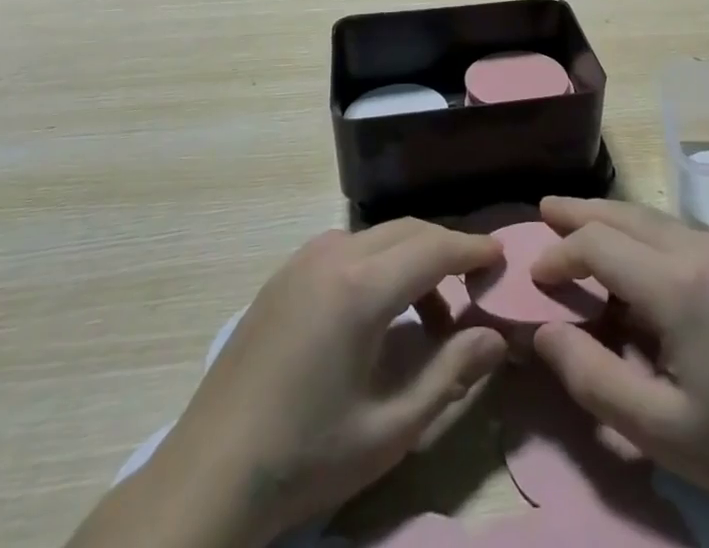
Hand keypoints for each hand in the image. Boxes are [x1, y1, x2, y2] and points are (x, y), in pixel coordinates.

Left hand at [73, 221, 506, 547]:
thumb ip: (450, 374)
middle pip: (408, 231)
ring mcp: (302, 260)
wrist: (206, 477)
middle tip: (474, 287)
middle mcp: (333, 254)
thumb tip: (497, 337)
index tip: (502, 259)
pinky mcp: (283, 274)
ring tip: (427, 317)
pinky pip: (346, 249)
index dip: (473, 249)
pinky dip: (378, 264)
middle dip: (446, 251)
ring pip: (378, 237)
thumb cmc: (304, 458)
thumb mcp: (389, 429)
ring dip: (411, 260)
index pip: (434, 247)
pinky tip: (377, 313)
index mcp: (360, 287)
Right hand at [529, 199, 708, 539]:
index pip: (599, 245)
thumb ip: (592, 377)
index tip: (534, 278)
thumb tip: (542, 332)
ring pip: (648, 217)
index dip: (560, 255)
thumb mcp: (657, 428)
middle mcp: (696, 249)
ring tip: (572, 220)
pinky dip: (634, 230)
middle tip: (542, 210)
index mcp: (676, 283)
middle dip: (579, 213)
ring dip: (607, 217)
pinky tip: (624, 249)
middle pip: (623, 215)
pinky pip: (669, 230)